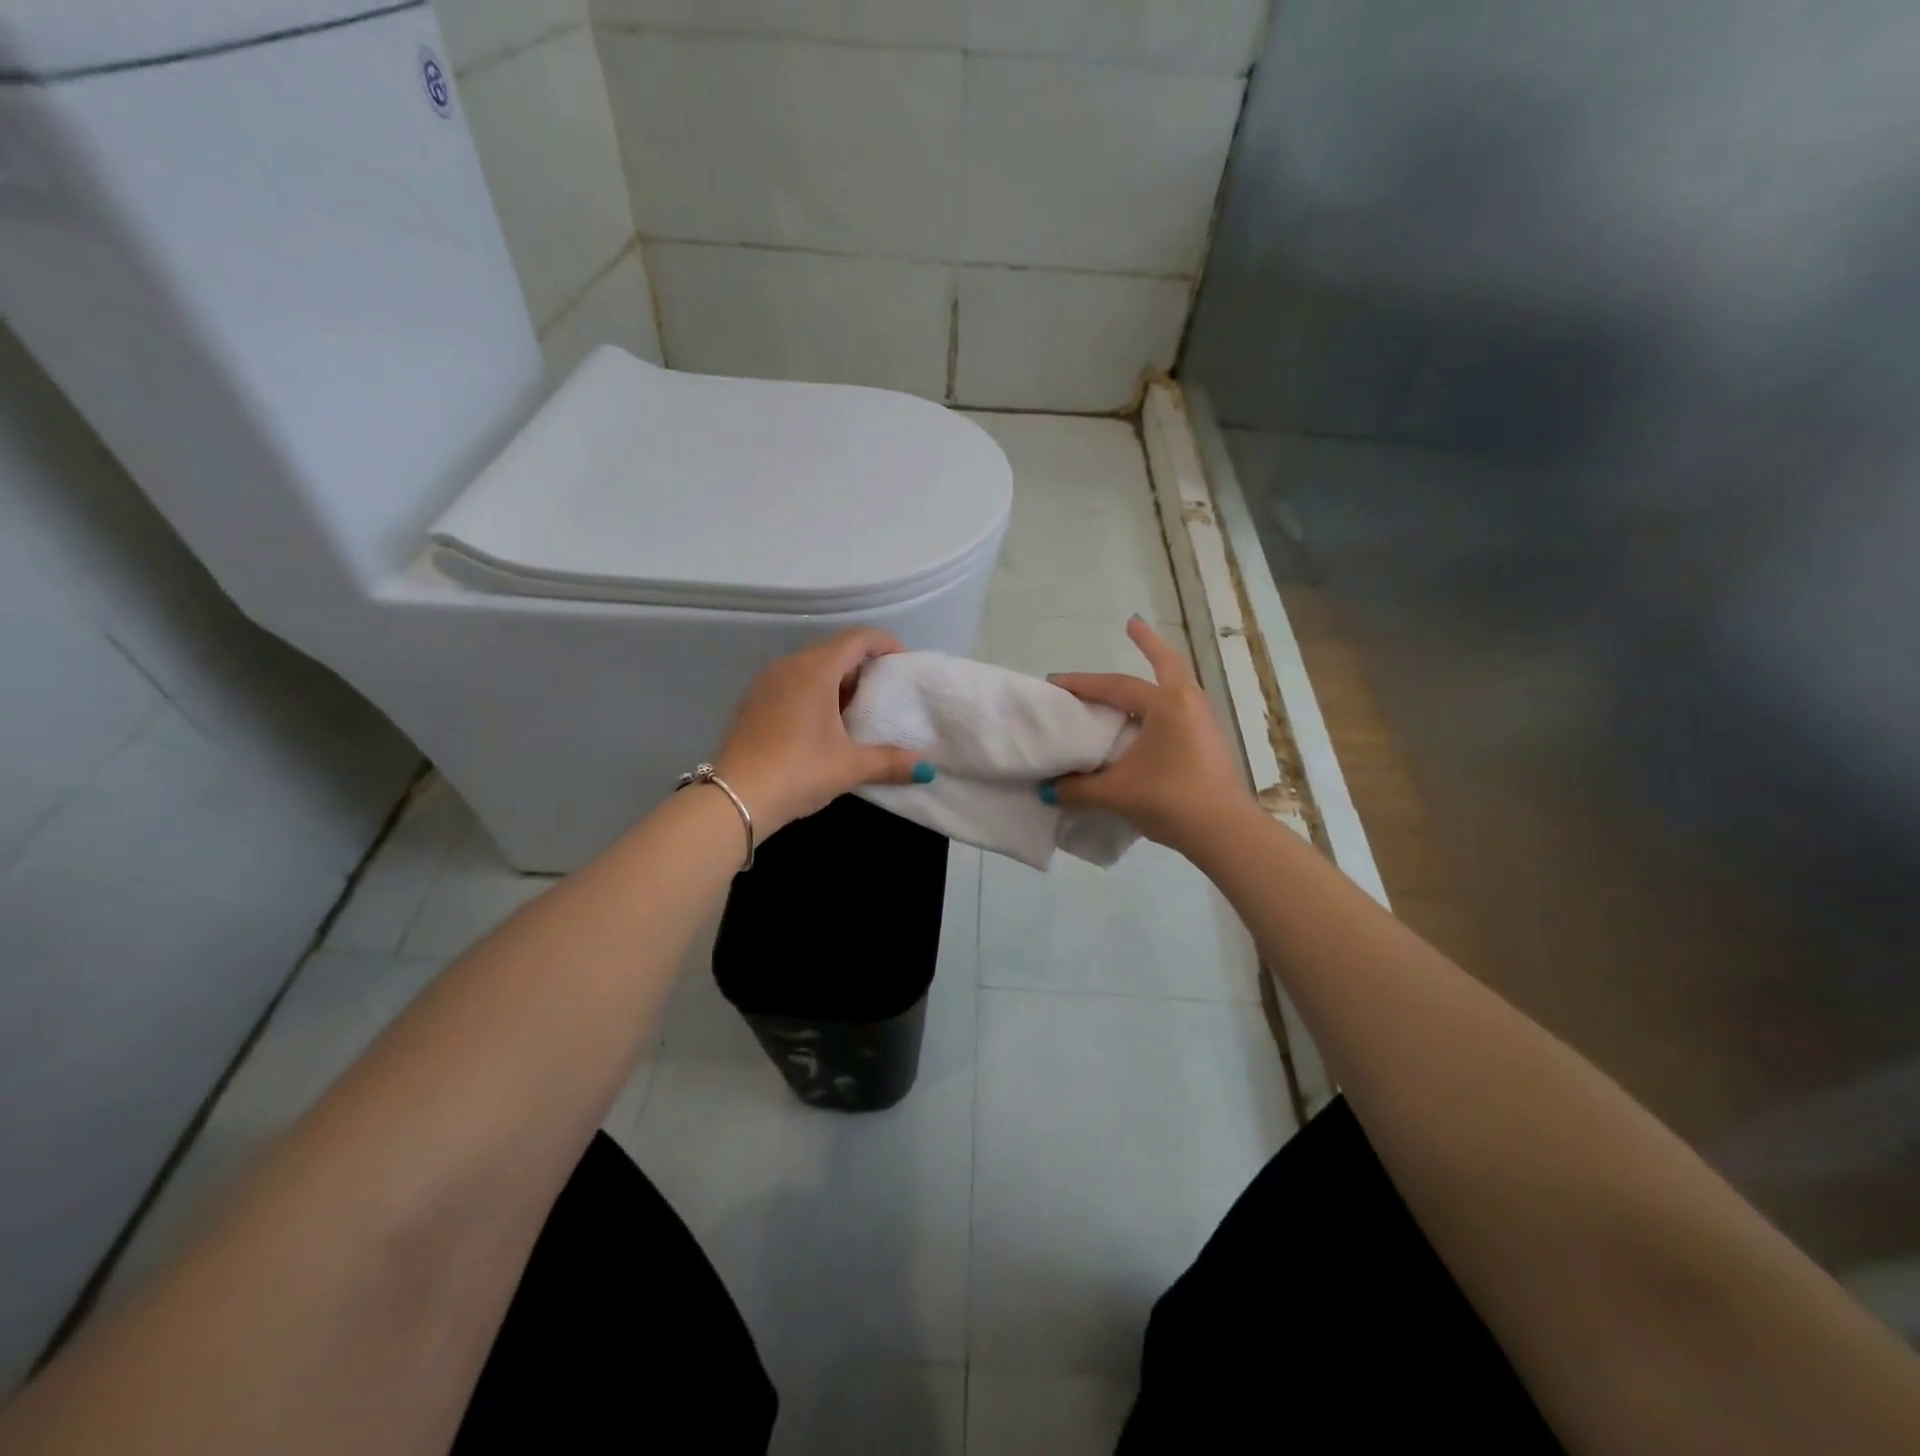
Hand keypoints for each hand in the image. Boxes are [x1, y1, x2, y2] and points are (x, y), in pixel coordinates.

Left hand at [712, 627, 922, 837]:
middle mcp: (789, 666)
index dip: (886, 644)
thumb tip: (925, 769)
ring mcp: (767, 683)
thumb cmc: (798, 771)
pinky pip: (793, 682)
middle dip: (865, 664)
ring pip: (812, 666)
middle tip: (887, 690)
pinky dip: (816, 692)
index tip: (905, 664)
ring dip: (839, 680)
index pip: (858, 638)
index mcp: (815, 670)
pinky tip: (825, 724)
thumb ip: (890, 762)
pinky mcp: (754, 702)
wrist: (733, 798)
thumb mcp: (850, 767)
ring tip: (860, 709)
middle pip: (835, 649)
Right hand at [1049, 618, 1251, 853]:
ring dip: (1158, 675)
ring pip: (1176, 688)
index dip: (1082, 683)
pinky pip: (1180, 710)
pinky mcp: (1209, 742)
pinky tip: (1149, 721)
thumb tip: (1048, 790)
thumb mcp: (1116, 793)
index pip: (1115, 686)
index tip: (1056, 681)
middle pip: (1166, 665)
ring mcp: (1204, 722)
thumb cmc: (1170, 799)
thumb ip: (1078, 789)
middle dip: (1148, 643)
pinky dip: (1162, 704)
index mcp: (1166, 704)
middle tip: (1131, 625)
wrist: (1224, 831)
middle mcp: (1188, 703)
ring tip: (1140, 673)